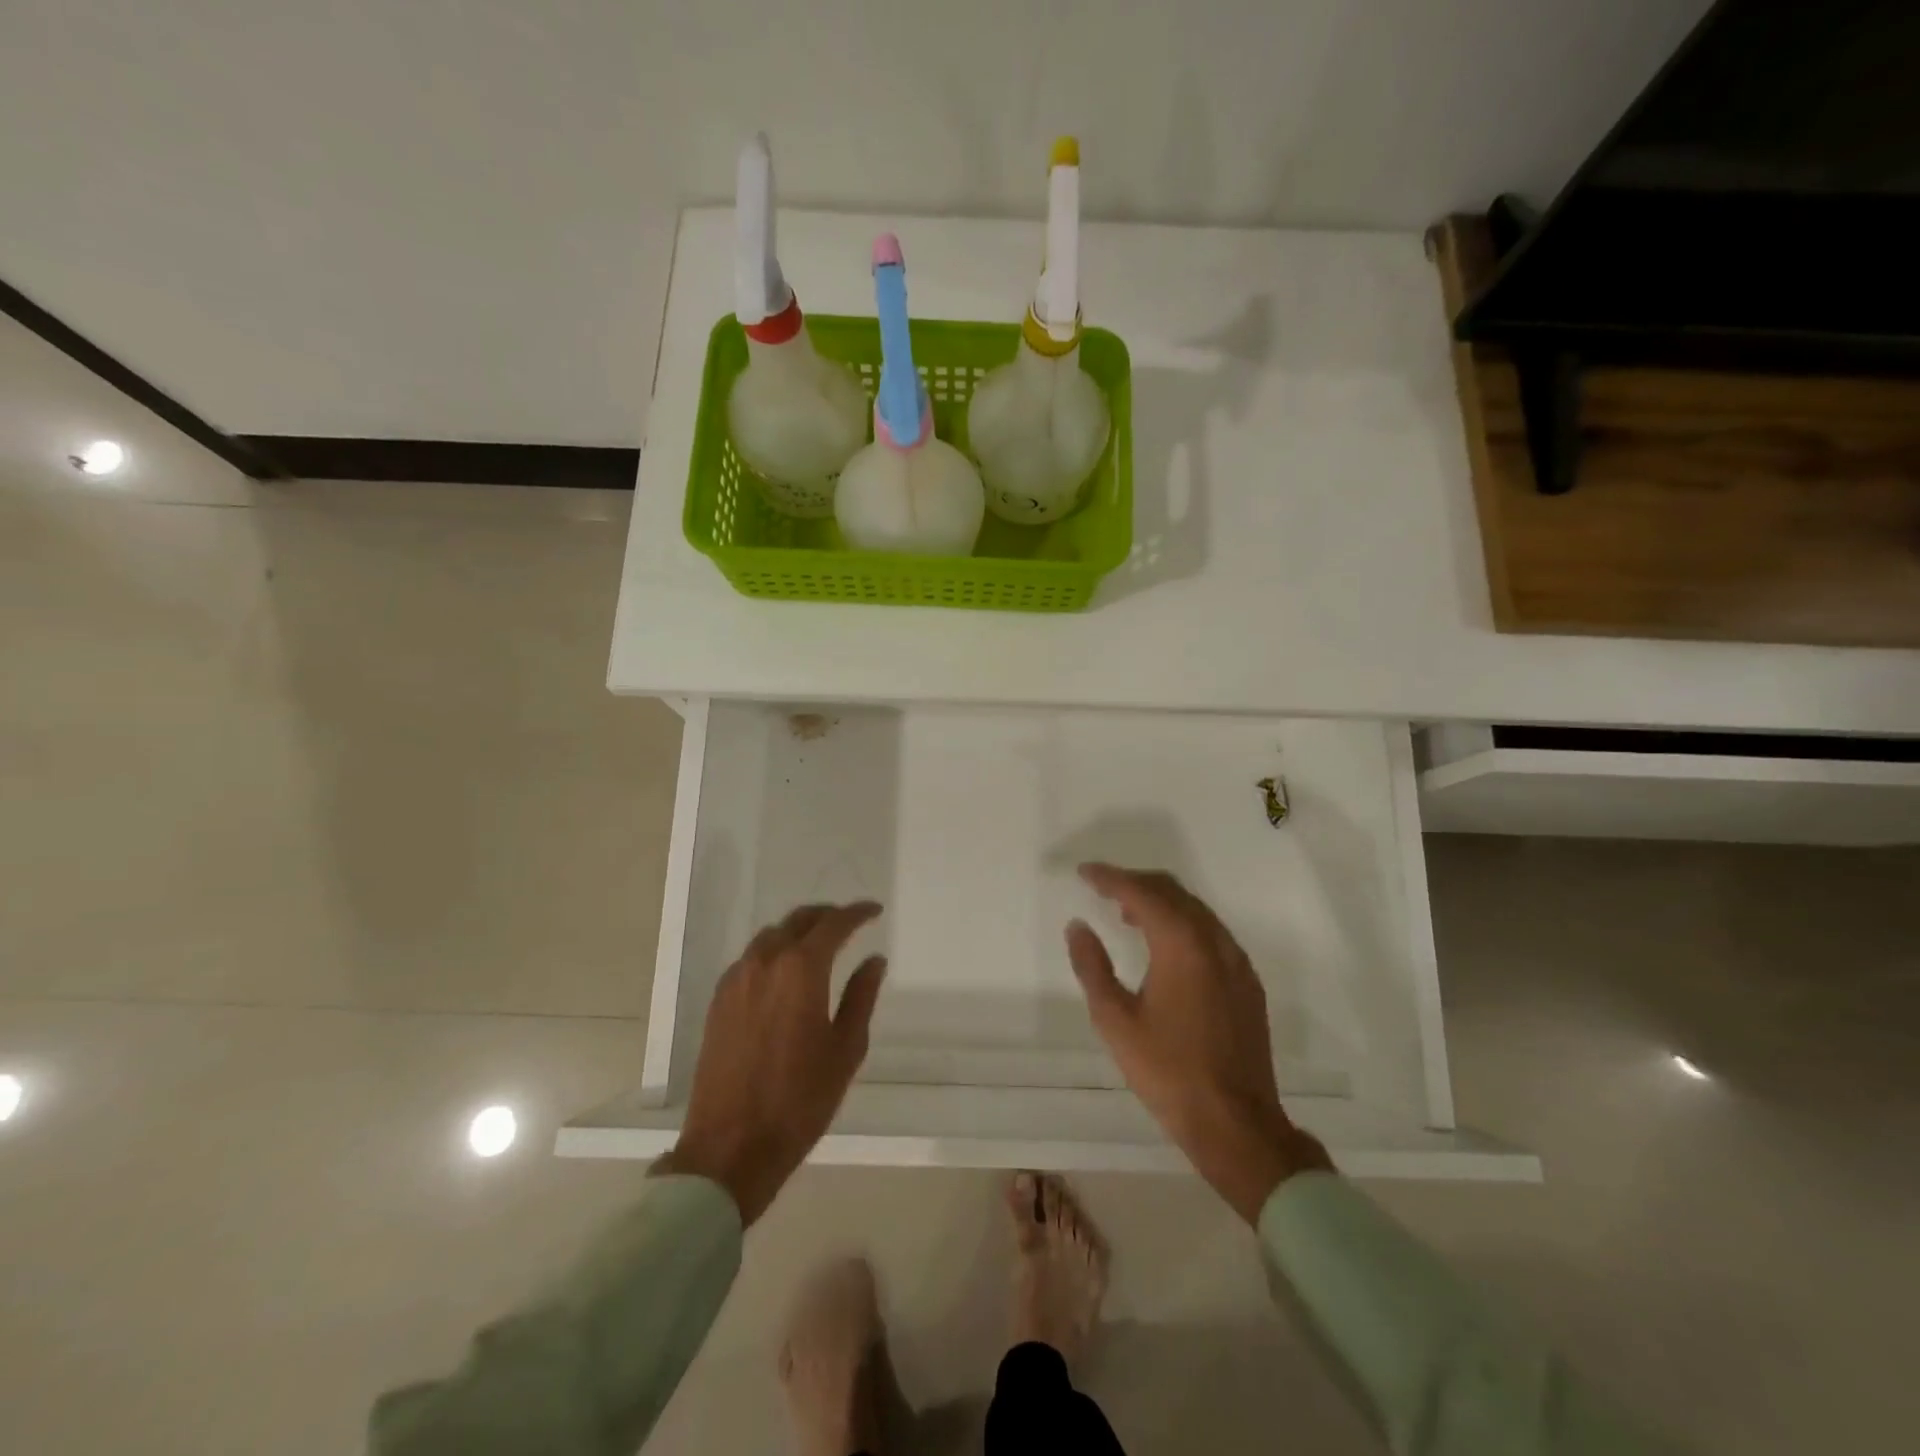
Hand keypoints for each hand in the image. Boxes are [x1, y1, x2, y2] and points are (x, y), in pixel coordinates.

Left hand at [655, 902, 886, 1224]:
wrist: (731, 1147)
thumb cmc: (800, 1100)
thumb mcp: (845, 1049)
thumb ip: (861, 997)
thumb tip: (873, 961)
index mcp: (801, 970)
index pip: (834, 924)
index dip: (857, 913)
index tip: (875, 911)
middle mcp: (765, 962)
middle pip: (798, 920)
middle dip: (826, 916)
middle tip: (849, 923)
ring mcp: (736, 980)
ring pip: (771, 936)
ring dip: (798, 931)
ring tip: (819, 944)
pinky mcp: (719, 1001)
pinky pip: (751, 959)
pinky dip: (773, 952)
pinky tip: (785, 973)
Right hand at [1066, 864, 1331, 1224]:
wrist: (1236, 1123)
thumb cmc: (1168, 1071)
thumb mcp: (1115, 1020)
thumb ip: (1093, 966)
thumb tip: (1078, 927)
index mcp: (1182, 945)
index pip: (1142, 892)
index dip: (1110, 878)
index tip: (1084, 873)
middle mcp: (1214, 941)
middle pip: (1173, 891)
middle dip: (1136, 883)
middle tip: (1103, 888)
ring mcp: (1236, 961)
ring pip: (1195, 910)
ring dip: (1160, 902)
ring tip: (1126, 914)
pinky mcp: (1247, 982)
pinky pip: (1211, 932)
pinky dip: (1183, 924)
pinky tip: (1165, 947)